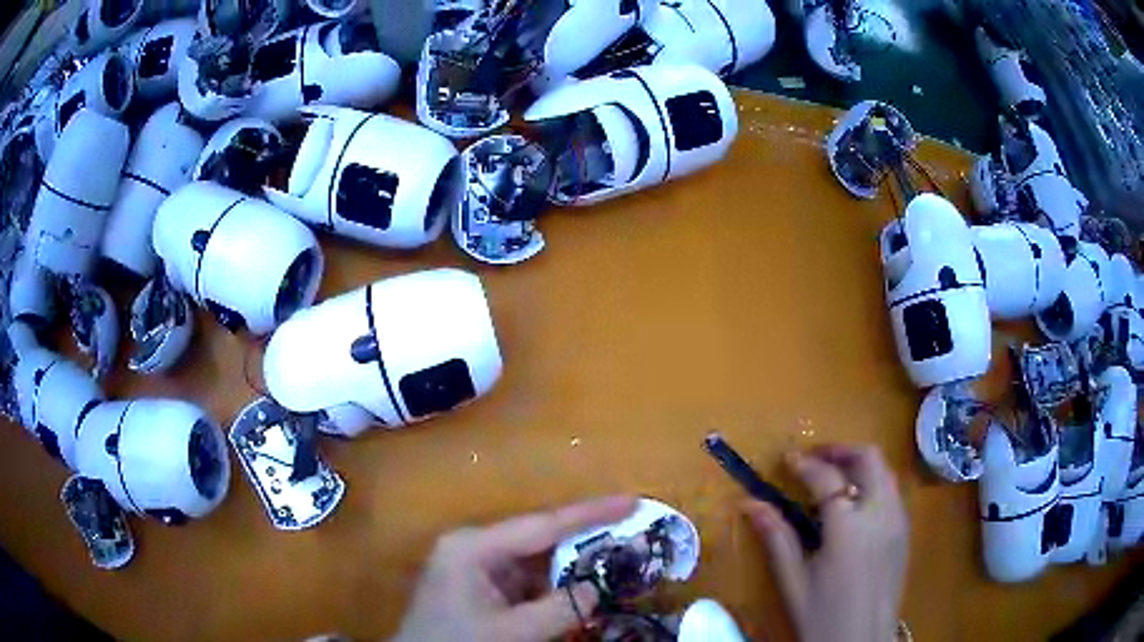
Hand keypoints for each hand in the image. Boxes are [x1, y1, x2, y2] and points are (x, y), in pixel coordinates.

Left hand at [392, 496, 637, 641]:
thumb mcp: (511, 632)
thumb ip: (559, 609)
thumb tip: (595, 588)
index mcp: (473, 547)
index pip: (541, 525)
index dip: (590, 514)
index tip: (631, 501)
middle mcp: (472, 547)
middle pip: (538, 539)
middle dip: (583, 540)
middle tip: (629, 532)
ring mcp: (474, 567)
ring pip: (534, 562)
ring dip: (569, 569)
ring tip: (612, 562)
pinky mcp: (478, 587)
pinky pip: (524, 582)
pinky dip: (552, 589)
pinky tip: (576, 594)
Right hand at [743, 445, 908, 641]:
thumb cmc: (822, 617)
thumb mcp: (793, 581)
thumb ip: (776, 537)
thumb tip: (748, 503)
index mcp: (849, 527)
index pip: (828, 478)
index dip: (806, 463)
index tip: (787, 459)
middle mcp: (881, 514)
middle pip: (870, 458)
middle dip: (841, 450)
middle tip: (815, 457)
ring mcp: (899, 521)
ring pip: (886, 471)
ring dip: (860, 464)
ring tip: (834, 478)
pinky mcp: (905, 532)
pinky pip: (893, 491)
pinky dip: (874, 483)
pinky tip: (855, 506)